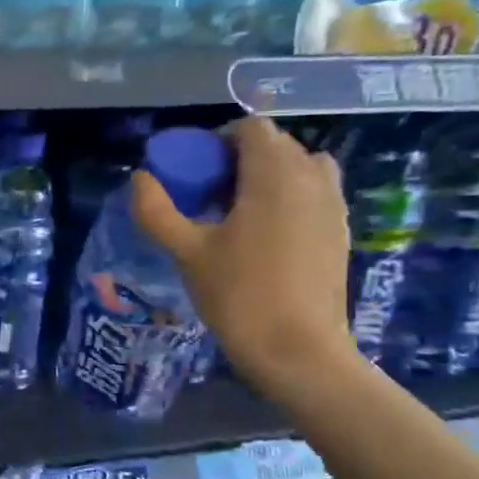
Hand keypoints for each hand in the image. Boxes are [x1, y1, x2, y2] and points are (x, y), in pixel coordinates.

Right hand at [130, 116, 358, 390]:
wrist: (297, 350)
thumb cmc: (238, 294)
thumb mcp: (185, 251)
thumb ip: (156, 210)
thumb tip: (139, 178)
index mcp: (274, 176)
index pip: (252, 128)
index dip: (218, 139)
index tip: (194, 168)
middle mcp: (312, 180)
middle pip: (277, 144)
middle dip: (239, 157)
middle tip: (207, 191)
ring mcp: (332, 206)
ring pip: (300, 167)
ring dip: (267, 175)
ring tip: (236, 209)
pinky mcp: (339, 232)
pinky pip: (313, 193)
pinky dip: (287, 197)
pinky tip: (261, 234)